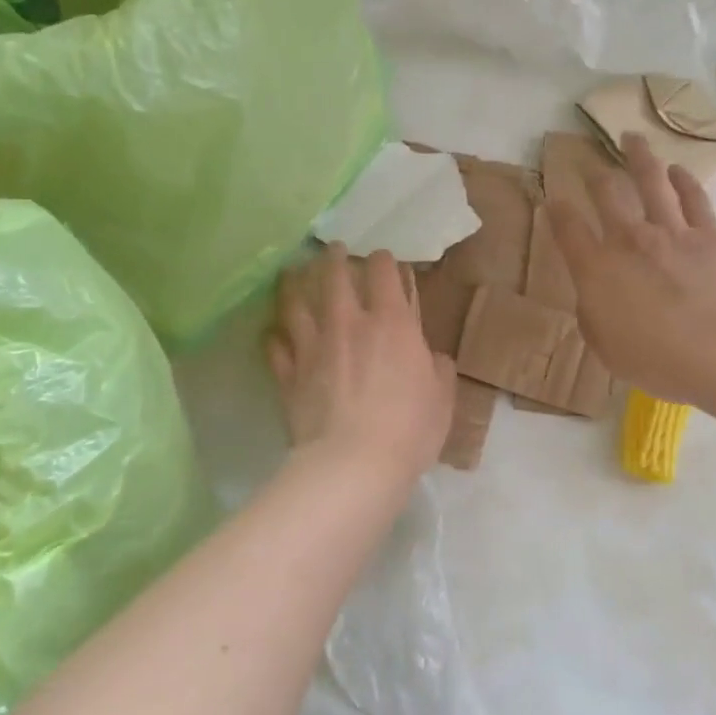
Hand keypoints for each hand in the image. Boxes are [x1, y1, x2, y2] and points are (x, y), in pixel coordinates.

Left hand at [266, 244, 456, 486]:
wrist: (353, 464)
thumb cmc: (409, 429)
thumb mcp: (442, 399)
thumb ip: (439, 371)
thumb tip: (434, 358)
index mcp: (392, 324)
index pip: (383, 273)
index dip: (383, 260)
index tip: (383, 259)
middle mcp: (348, 324)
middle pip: (333, 277)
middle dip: (334, 258)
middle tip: (332, 250)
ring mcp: (313, 347)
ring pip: (295, 304)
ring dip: (293, 285)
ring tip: (291, 274)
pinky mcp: (289, 375)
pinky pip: (275, 347)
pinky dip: (274, 336)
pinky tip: (273, 332)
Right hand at [546, 132, 715, 402]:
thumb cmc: (656, 359)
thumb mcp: (607, 348)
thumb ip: (594, 317)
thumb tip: (595, 299)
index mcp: (596, 269)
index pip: (568, 229)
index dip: (557, 210)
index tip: (552, 199)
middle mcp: (628, 239)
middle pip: (607, 194)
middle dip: (595, 176)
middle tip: (591, 167)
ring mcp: (671, 231)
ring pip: (650, 181)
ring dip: (639, 157)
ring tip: (632, 138)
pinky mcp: (709, 234)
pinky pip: (693, 198)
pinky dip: (684, 180)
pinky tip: (678, 170)